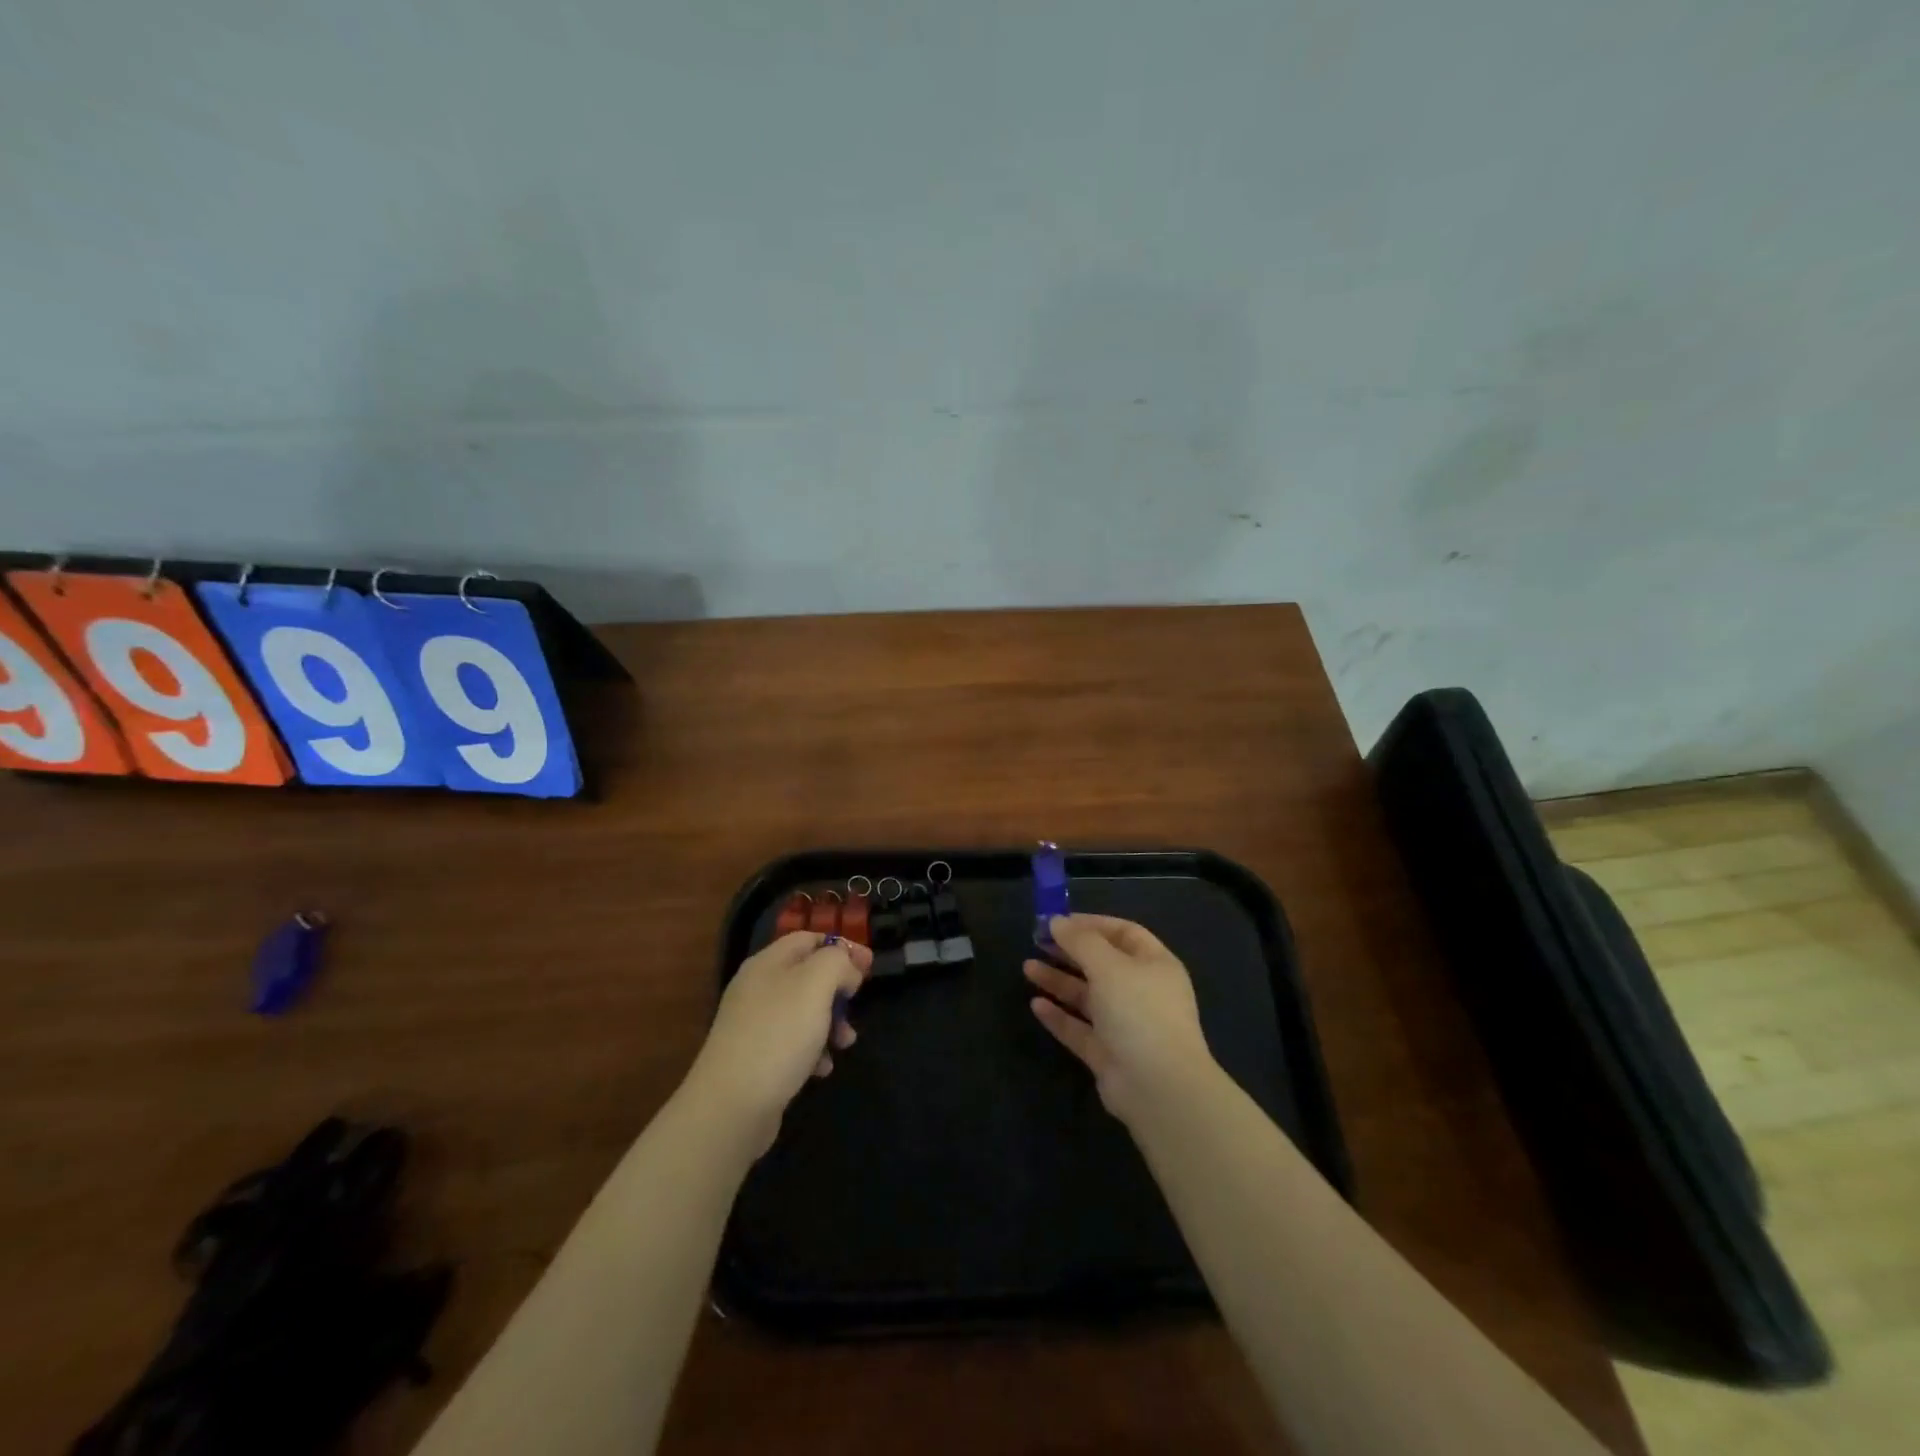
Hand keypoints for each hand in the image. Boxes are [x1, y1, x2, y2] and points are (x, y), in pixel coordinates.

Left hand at [688, 932, 870, 1147]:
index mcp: (768, 963)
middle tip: (856, 1006)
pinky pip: (793, 1043)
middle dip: (838, 990)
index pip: (809, 938)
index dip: (842, 946)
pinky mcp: (756, 1058)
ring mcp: (754, 1024)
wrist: (731, 1106)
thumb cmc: (778, 1035)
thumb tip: (847, 971)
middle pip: (808, 975)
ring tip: (845, 1043)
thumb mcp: (815, 984)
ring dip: (831, 1023)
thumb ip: (837, 963)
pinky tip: (822, 1068)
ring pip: (804, 1011)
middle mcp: (758, 988)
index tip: (869, 967)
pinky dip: (813, 1051)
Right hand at [1025, 914, 1216, 1124]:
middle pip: (1102, 963)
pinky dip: (1059, 1016)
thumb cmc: (1139, 1013)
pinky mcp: (1108, 1054)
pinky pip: (1079, 1028)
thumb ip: (1080, 941)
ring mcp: (1125, 1025)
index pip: (1123, 933)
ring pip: (1087, 996)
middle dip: (1069, 951)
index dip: (1091, 923)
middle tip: (1036, 941)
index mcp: (1155, 965)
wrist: (1159, 1088)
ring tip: (1027, 967)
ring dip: (1058, 980)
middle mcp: (1142, 992)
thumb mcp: (1108, 966)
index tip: (1057, 920)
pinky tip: (1036, 1004)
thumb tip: (1057, 921)